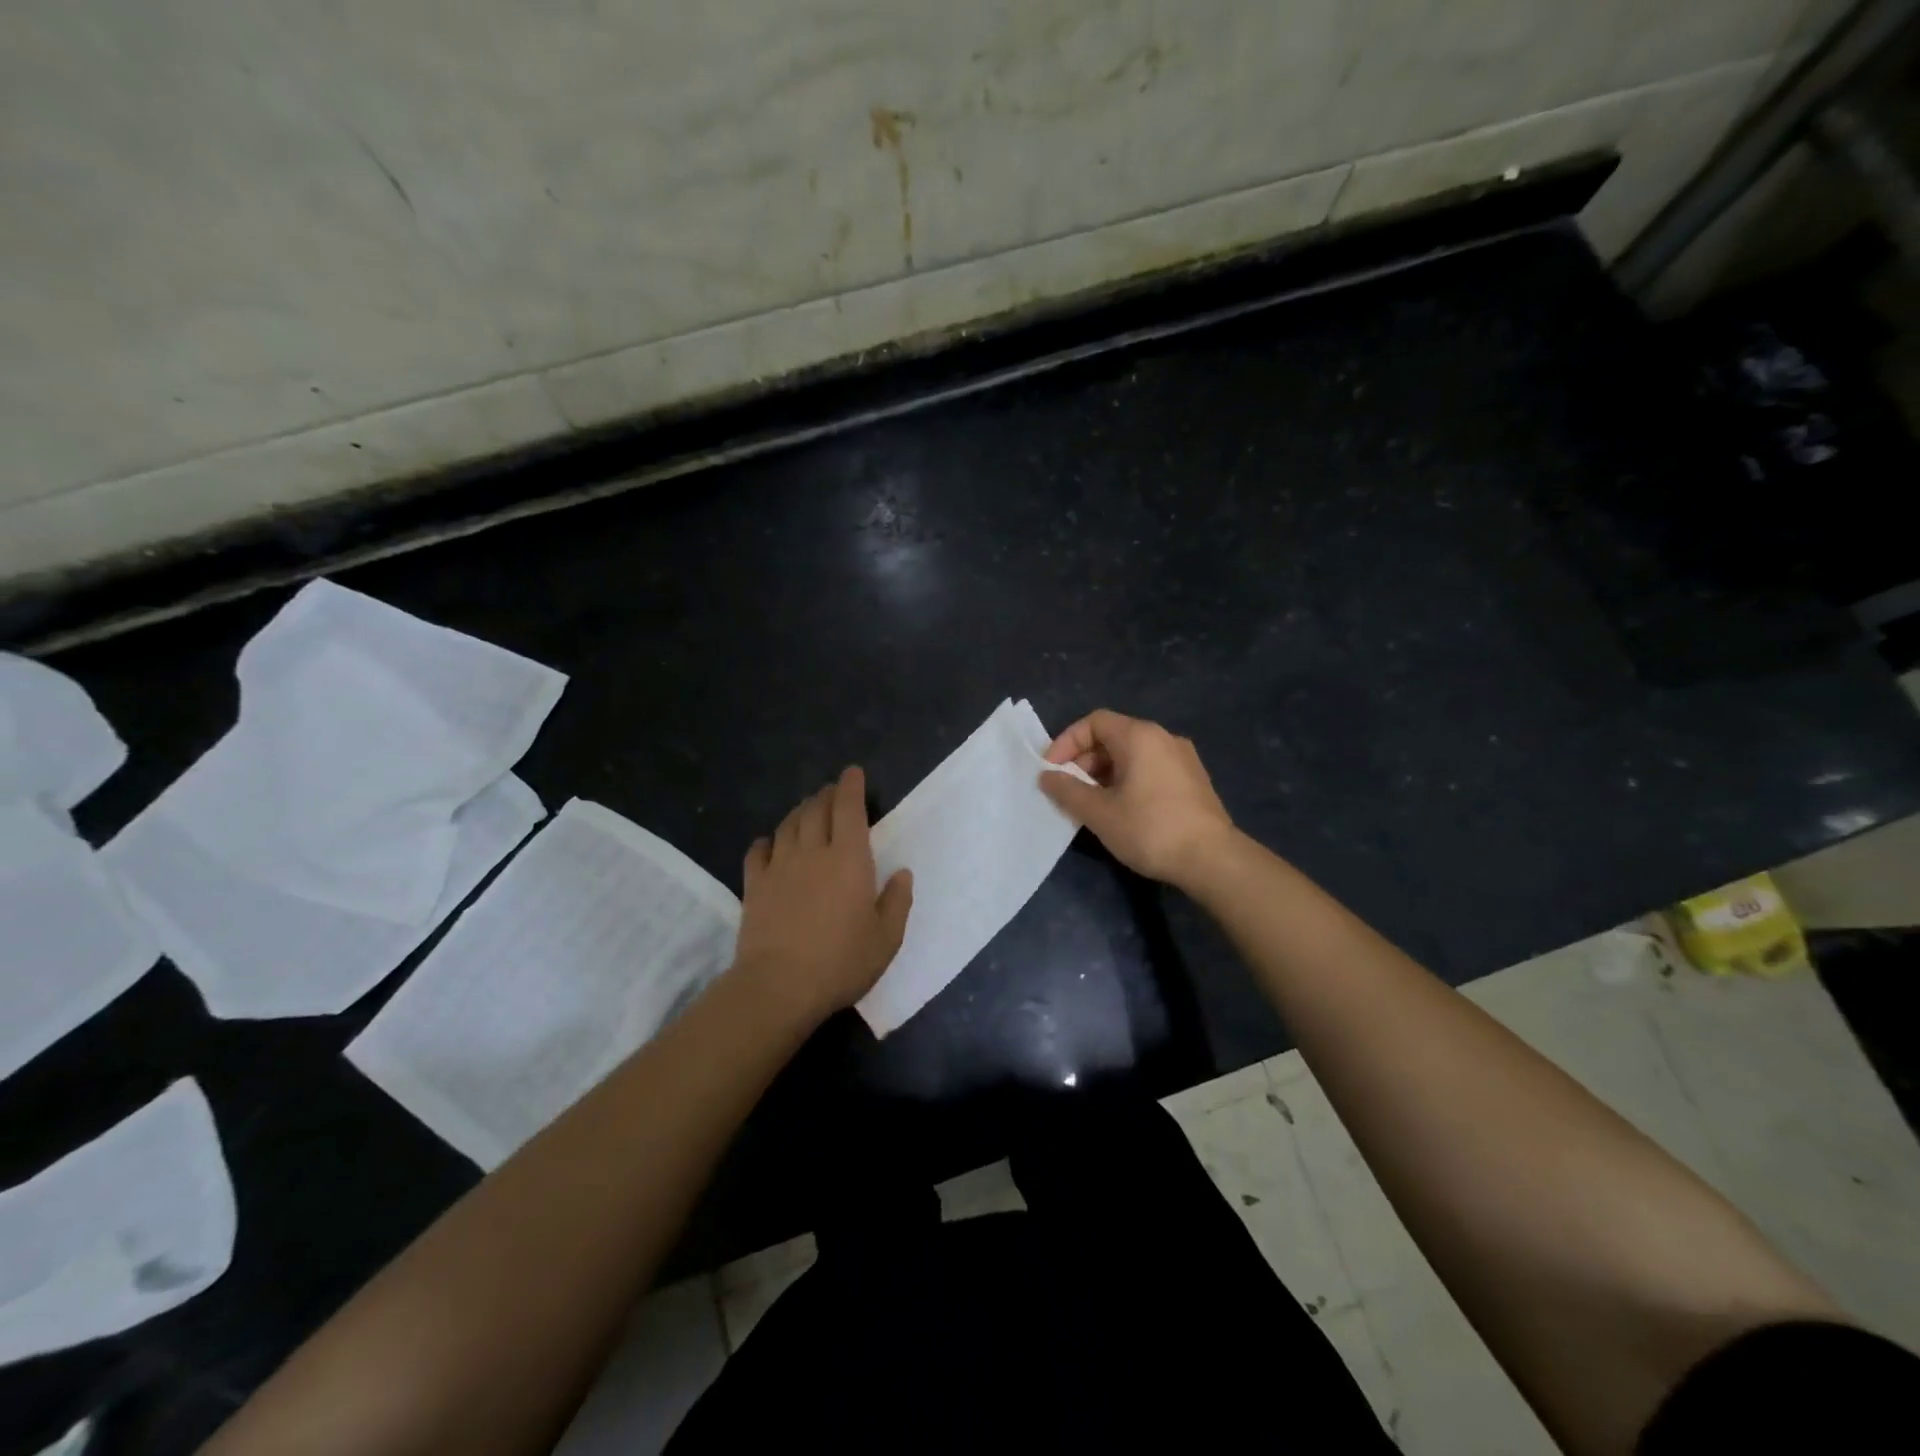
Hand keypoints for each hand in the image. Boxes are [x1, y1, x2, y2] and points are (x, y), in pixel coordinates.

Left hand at [732, 765, 912, 1025]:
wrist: (779, 986)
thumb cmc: (841, 962)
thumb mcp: (886, 939)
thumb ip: (897, 901)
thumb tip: (902, 873)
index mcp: (849, 859)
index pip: (848, 809)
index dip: (850, 786)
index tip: (852, 772)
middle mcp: (812, 852)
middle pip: (817, 810)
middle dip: (827, 794)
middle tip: (833, 791)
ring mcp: (779, 867)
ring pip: (788, 825)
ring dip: (800, 811)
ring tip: (807, 809)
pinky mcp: (754, 886)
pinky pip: (758, 852)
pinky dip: (766, 841)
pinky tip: (769, 842)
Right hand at [1039, 709, 1236, 889]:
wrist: (1213, 859)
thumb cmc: (1150, 829)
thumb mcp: (1099, 812)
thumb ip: (1067, 790)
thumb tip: (1047, 776)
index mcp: (1139, 736)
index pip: (1094, 721)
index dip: (1067, 742)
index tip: (1052, 770)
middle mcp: (1163, 737)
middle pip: (1113, 736)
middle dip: (1084, 760)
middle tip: (1069, 790)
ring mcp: (1183, 758)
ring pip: (1133, 754)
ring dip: (1105, 773)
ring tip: (1092, 803)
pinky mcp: (1193, 780)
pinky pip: (1151, 768)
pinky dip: (1128, 780)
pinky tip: (1122, 810)